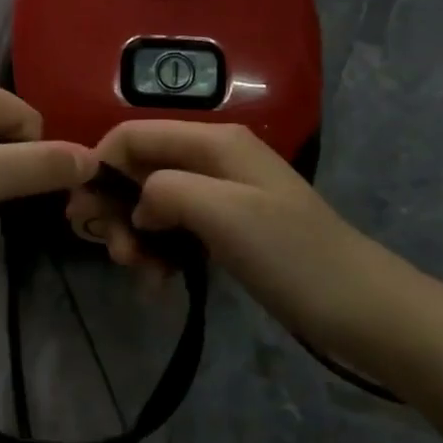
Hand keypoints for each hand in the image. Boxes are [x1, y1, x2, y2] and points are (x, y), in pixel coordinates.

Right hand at [66, 121, 387, 350]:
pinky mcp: (227, 229)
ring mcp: (222, 196)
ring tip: (140, 274)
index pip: (133, 135)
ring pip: (153, 204)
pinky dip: (159, 253)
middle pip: (140, 169)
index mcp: (213, 142)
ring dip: (136, 237)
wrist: (361, 308)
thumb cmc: (292, 255)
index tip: (82, 212)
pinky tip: (159, 283)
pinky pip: (175, 231)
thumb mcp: (224, 213)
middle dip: (117, 208)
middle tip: (115, 253)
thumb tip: (138, 204)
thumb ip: (166, 190)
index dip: (100, 165)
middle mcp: (213, 160)